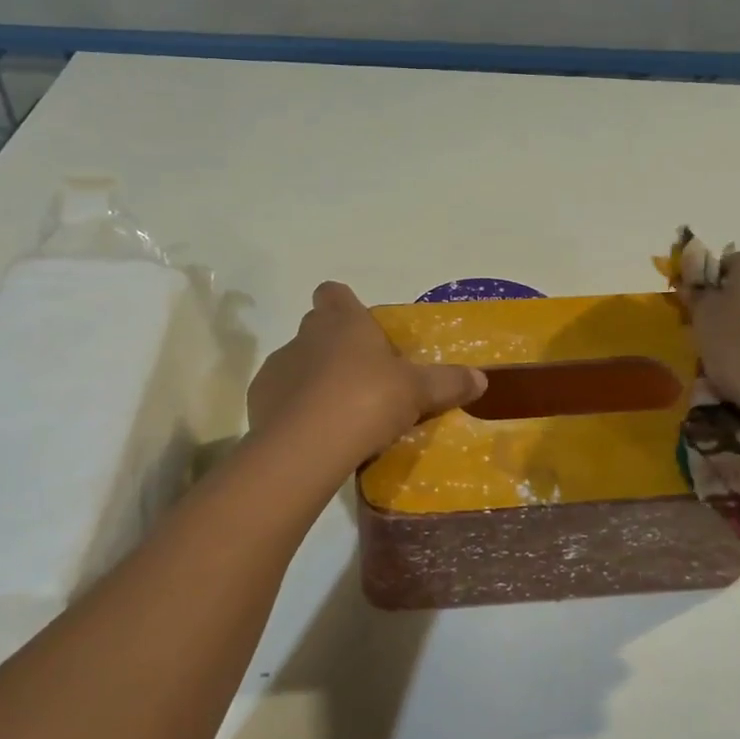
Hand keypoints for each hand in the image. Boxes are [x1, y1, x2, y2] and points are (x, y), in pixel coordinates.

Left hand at [248, 282, 487, 462]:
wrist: (309, 445)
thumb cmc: (368, 399)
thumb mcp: (418, 391)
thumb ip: (448, 382)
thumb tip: (481, 380)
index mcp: (342, 322)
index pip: (334, 293)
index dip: (345, 305)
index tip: (363, 328)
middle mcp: (305, 336)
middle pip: (317, 328)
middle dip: (336, 346)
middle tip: (365, 377)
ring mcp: (277, 367)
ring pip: (298, 364)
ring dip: (315, 380)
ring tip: (341, 413)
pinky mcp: (258, 401)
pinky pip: (281, 397)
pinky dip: (295, 410)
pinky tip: (316, 434)